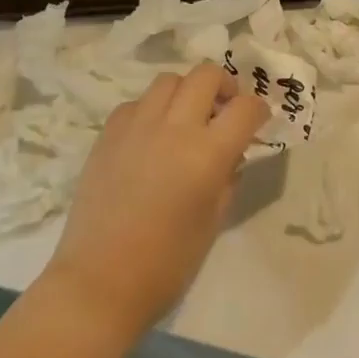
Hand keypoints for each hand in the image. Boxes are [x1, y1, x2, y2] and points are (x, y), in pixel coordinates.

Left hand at [42, 63, 267, 346]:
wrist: (99, 282)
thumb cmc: (167, 264)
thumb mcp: (213, 221)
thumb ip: (228, 177)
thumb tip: (232, 153)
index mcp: (207, 154)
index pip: (245, 108)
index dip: (258, 110)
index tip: (258, 120)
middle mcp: (174, 128)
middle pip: (206, 75)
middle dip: (224, 85)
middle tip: (224, 109)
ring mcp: (137, 126)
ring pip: (169, 80)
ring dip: (186, 92)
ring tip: (186, 118)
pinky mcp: (108, 133)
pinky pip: (137, 103)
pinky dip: (152, 110)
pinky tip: (151, 136)